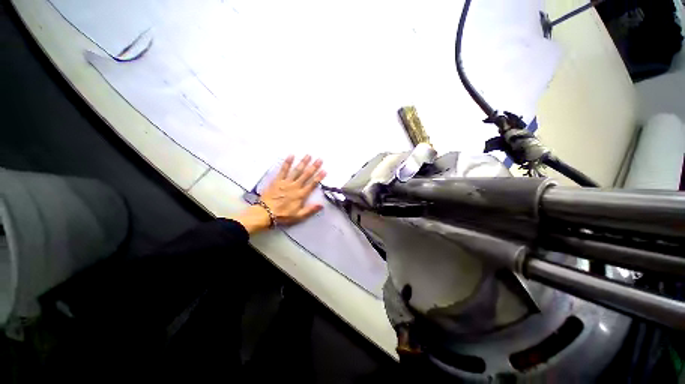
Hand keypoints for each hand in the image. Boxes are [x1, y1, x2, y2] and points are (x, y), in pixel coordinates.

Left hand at [232, 155, 326, 233]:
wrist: (264, 213)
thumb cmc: (283, 216)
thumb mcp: (298, 216)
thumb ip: (310, 210)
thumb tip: (322, 205)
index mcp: (301, 195)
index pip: (312, 184)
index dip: (319, 177)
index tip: (325, 170)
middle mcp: (295, 186)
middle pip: (306, 175)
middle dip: (314, 167)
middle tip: (320, 159)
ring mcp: (286, 182)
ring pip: (296, 171)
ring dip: (303, 162)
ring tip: (308, 155)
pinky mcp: (277, 180)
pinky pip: (283, 170)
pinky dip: (287, 163)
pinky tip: (291, 155)